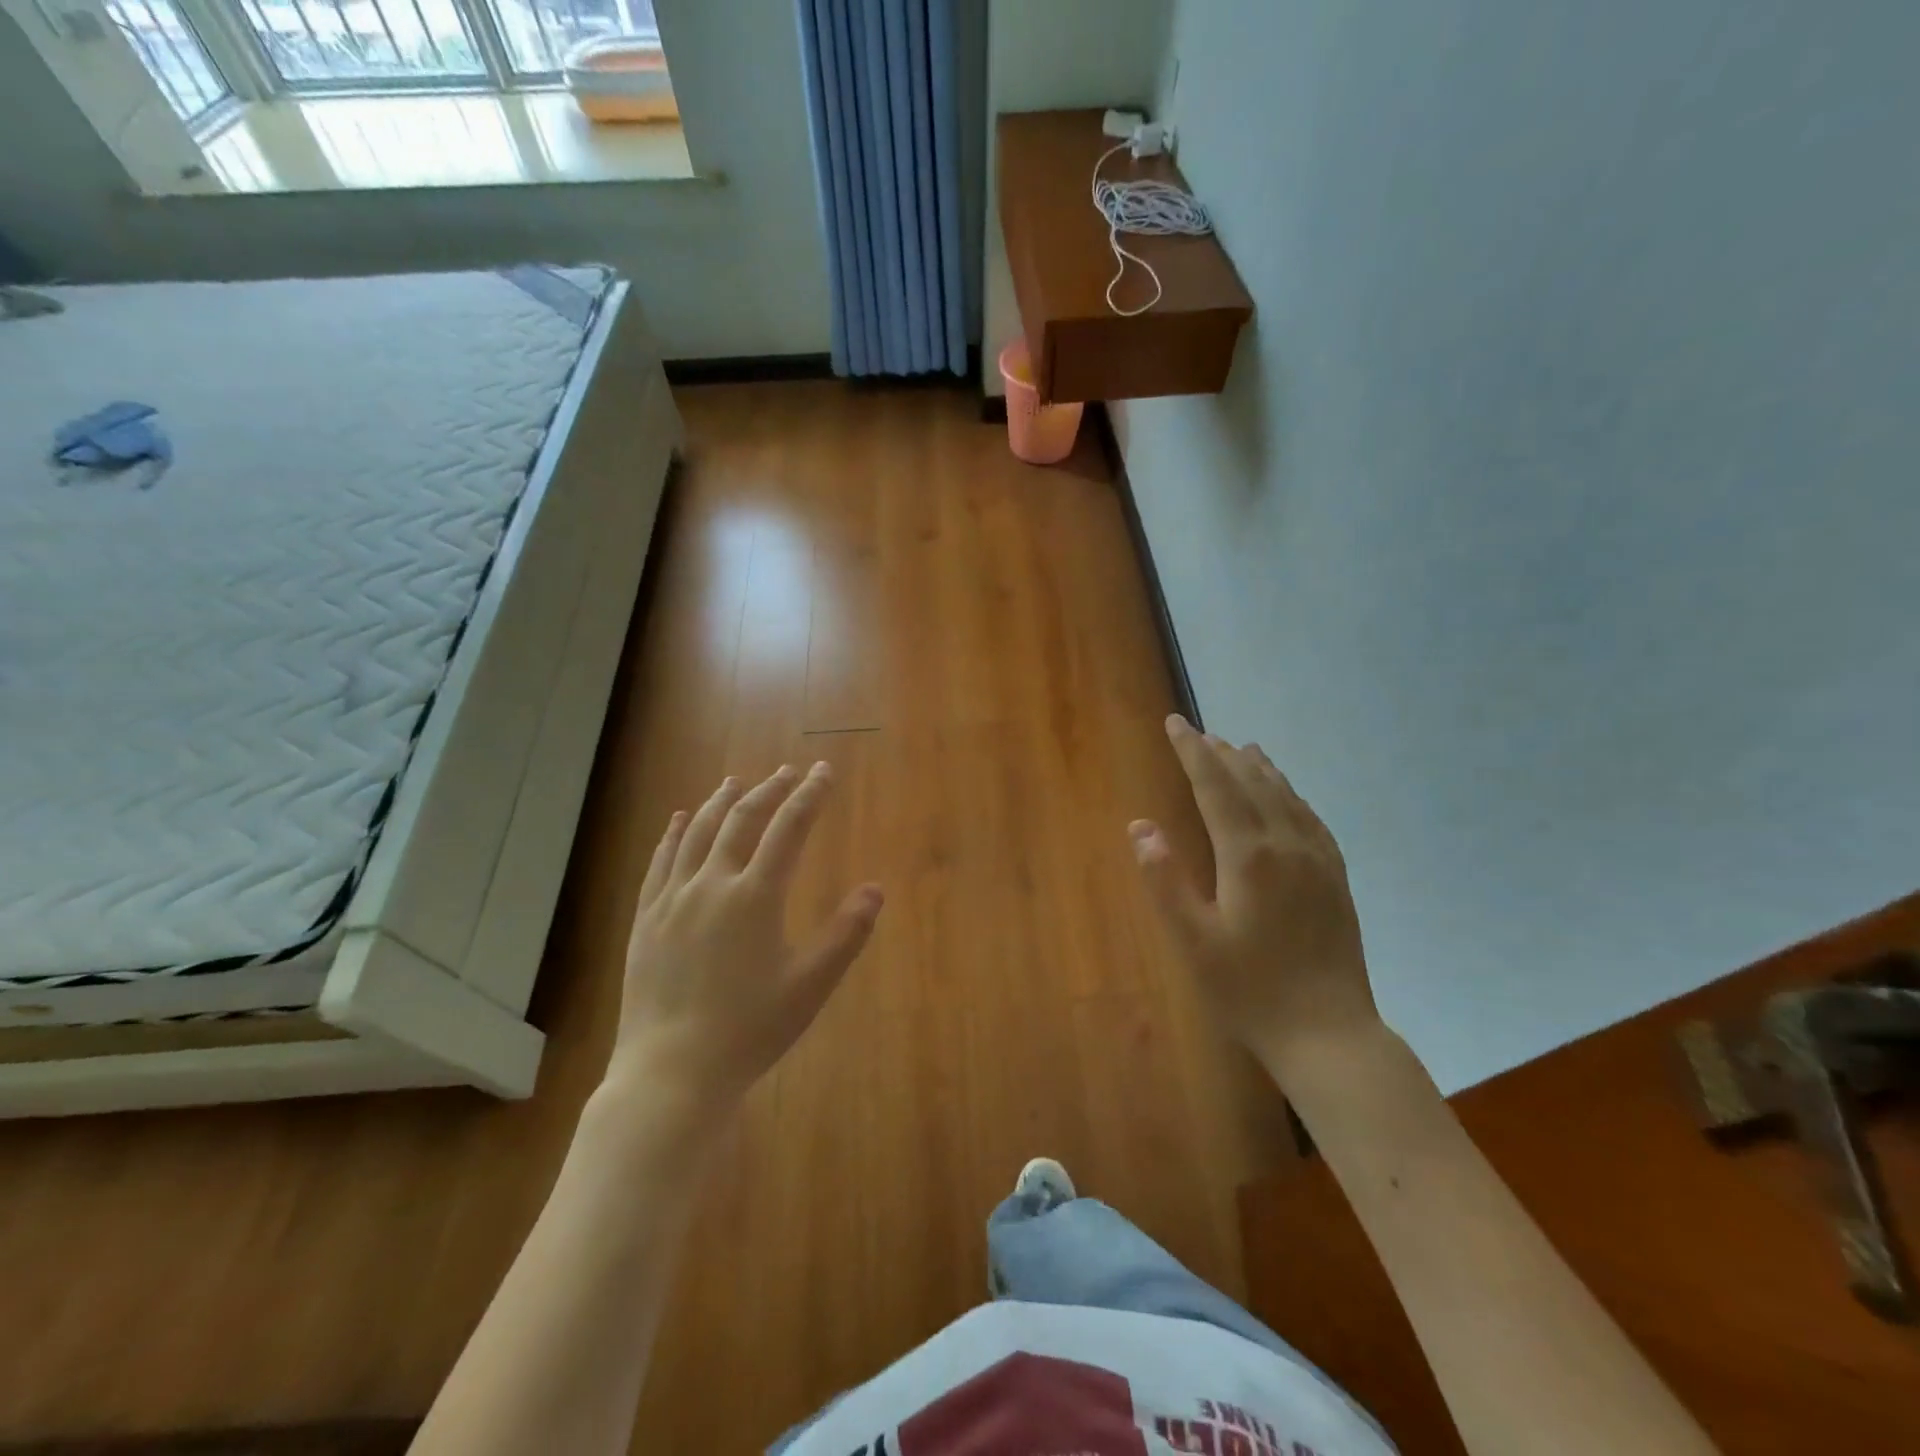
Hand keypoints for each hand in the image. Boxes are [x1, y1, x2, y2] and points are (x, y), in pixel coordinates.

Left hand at [608, 763, 882, 1115]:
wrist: (672, 1071)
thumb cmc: (749, 1029)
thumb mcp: (811, 985)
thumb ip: (846, 933)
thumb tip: (875, 889)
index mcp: (756, 896)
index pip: (789, 829)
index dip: (810, 796)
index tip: (823, 771)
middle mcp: (712, 884)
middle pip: (742, 820)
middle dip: (768, 790)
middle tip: (786, 772)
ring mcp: (673, 899)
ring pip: (697, 833)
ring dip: (720, 802)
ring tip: (735, 782)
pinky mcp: (646, 918)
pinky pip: (659, 861)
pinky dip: (672, 833)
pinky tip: (677, 820)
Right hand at [1130, 715, 1378, 1080]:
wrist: (1329, 1033)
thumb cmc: (1250, 990)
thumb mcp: (1193, 940)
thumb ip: (1164, 879)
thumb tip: (1140, 826)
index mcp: (1248, 855)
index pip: (1215, 786)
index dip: (1192, 752)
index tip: (1175, 723)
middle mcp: (1287, 844)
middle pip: (1251, 782)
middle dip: (1221, 754)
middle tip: (1198, 734)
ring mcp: (1318, 860)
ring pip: (1285, 795)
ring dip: (1258, 768)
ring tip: (1241, 748)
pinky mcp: (1335, 878)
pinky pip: (1311, 818)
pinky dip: (1291, 794)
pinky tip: (1287, 797)